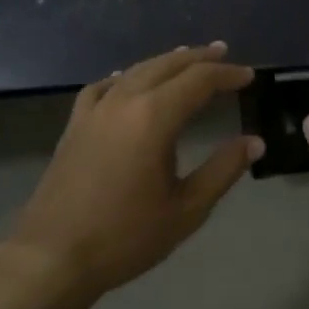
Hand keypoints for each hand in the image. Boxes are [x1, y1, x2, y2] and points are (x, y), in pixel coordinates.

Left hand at [10, 43, 261, 299]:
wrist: (53, 256)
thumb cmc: (125, 236)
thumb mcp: (186, 209)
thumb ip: (223, 170)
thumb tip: (254, 141)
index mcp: (154, 117)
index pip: (199, 80)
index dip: (227, 74)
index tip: (249, 75)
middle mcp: (124, 101)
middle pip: (167, 66)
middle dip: (198, 58)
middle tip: (223, 53)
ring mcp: (95, 110)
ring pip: (136, 71)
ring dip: (165, 62)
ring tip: (185, 57)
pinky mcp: (75, 124)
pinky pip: (103, 87)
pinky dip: (124, 77)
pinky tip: (127, 81)